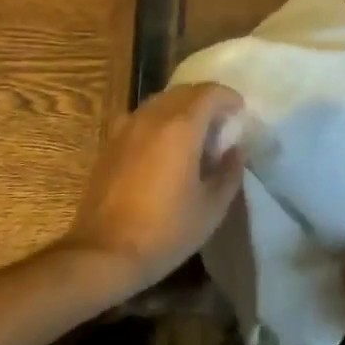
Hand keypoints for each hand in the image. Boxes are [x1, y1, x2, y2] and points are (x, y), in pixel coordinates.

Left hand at [58, 84, 246, 300]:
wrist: (104, 253)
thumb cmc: (165, 231)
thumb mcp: (212, 207)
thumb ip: (229, 172)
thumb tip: (235, 149)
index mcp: (181, 127)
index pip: (209, 92)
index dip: (228, 97)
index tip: (240, 110)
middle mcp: (152, 117)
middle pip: (183, 91)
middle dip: (206, 100)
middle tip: (220, 122)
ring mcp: (126, 128)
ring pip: (159, 101)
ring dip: (181, 108)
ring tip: (194, 133)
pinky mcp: (110, 143)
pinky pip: (140, 117)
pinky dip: (158, 120)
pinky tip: (162, 146)